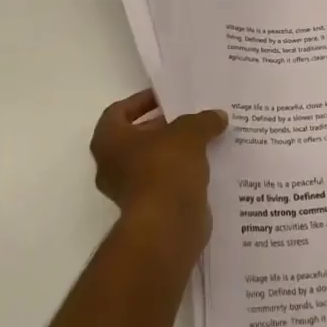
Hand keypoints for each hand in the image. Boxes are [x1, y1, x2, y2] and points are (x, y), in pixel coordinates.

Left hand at [91, 89, 227, 251]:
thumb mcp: (189, 132)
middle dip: (163, 127)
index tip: (166, 98)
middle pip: (136, 138)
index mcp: (109, 141)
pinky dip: (181, 174)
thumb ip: (202, 120)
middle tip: (190, 117)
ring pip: (152, 163)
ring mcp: (128, 191)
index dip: (140, 101)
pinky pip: (165, 184)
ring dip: (175, 152)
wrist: (167, 227)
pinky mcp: (148, 211)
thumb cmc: (165, 168)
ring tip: (204, 139)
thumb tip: (217, 117)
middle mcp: (111, 166)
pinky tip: (206, 165)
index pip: (118, 112)